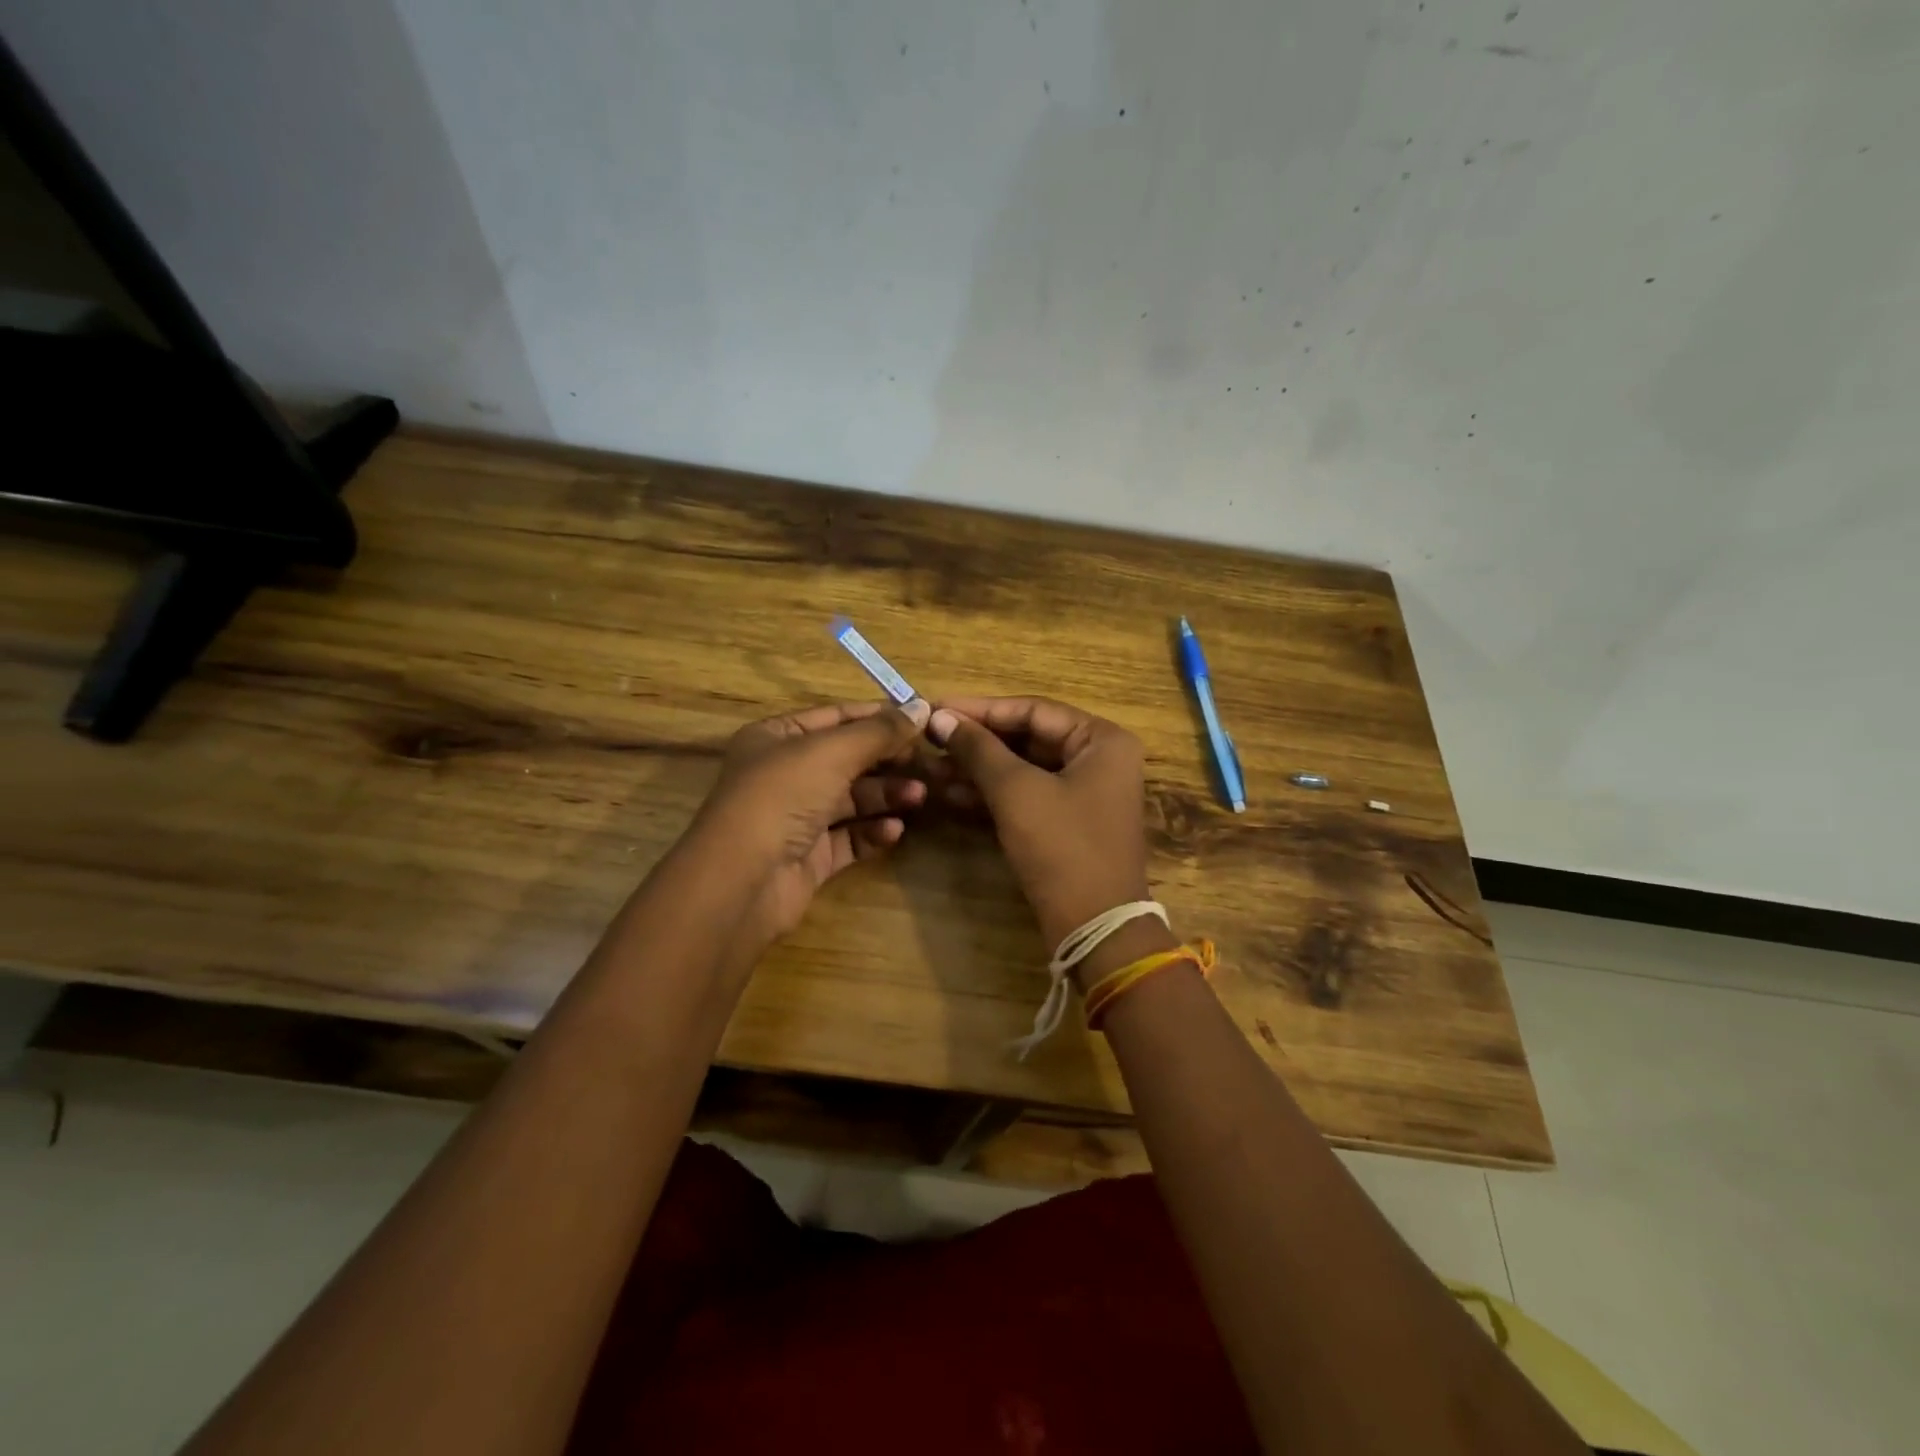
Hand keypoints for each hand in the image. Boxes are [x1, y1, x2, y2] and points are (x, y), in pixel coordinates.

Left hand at [679, 698, 930, 953]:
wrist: (743, 879)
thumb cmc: (782, 796)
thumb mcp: (833, 752)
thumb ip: (880, 731)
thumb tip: (922, 707)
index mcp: (777, 737)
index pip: (837, 717)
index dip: (879, 717)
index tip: (923, 720)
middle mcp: (785, 773)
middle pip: (848, 760)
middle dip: (888, 761)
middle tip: (928, 765)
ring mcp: (796, 817)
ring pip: (852, 800)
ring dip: (886, 796)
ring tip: (919, 797)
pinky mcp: (809, 856)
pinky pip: (849, 838)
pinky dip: (872, 832)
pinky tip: (894, 831)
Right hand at [928, 697, 1170, 979]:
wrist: (1095, 927)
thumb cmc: (1062, 847)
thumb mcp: (1016, 791)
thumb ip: (978, 749)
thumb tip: (939, 717)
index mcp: (1101, 739)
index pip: (1032, 709)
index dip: (980, 709)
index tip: (936, 708)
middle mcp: (1098, 759)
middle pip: (1027, 738)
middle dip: (977, 743)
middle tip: (929, 739)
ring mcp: (1083, 793)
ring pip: (1022, 769)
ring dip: (978, 769)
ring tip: (931, 768)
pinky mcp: (1066, 823)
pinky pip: (1025, 796)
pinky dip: (991, 795)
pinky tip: (950, 794)